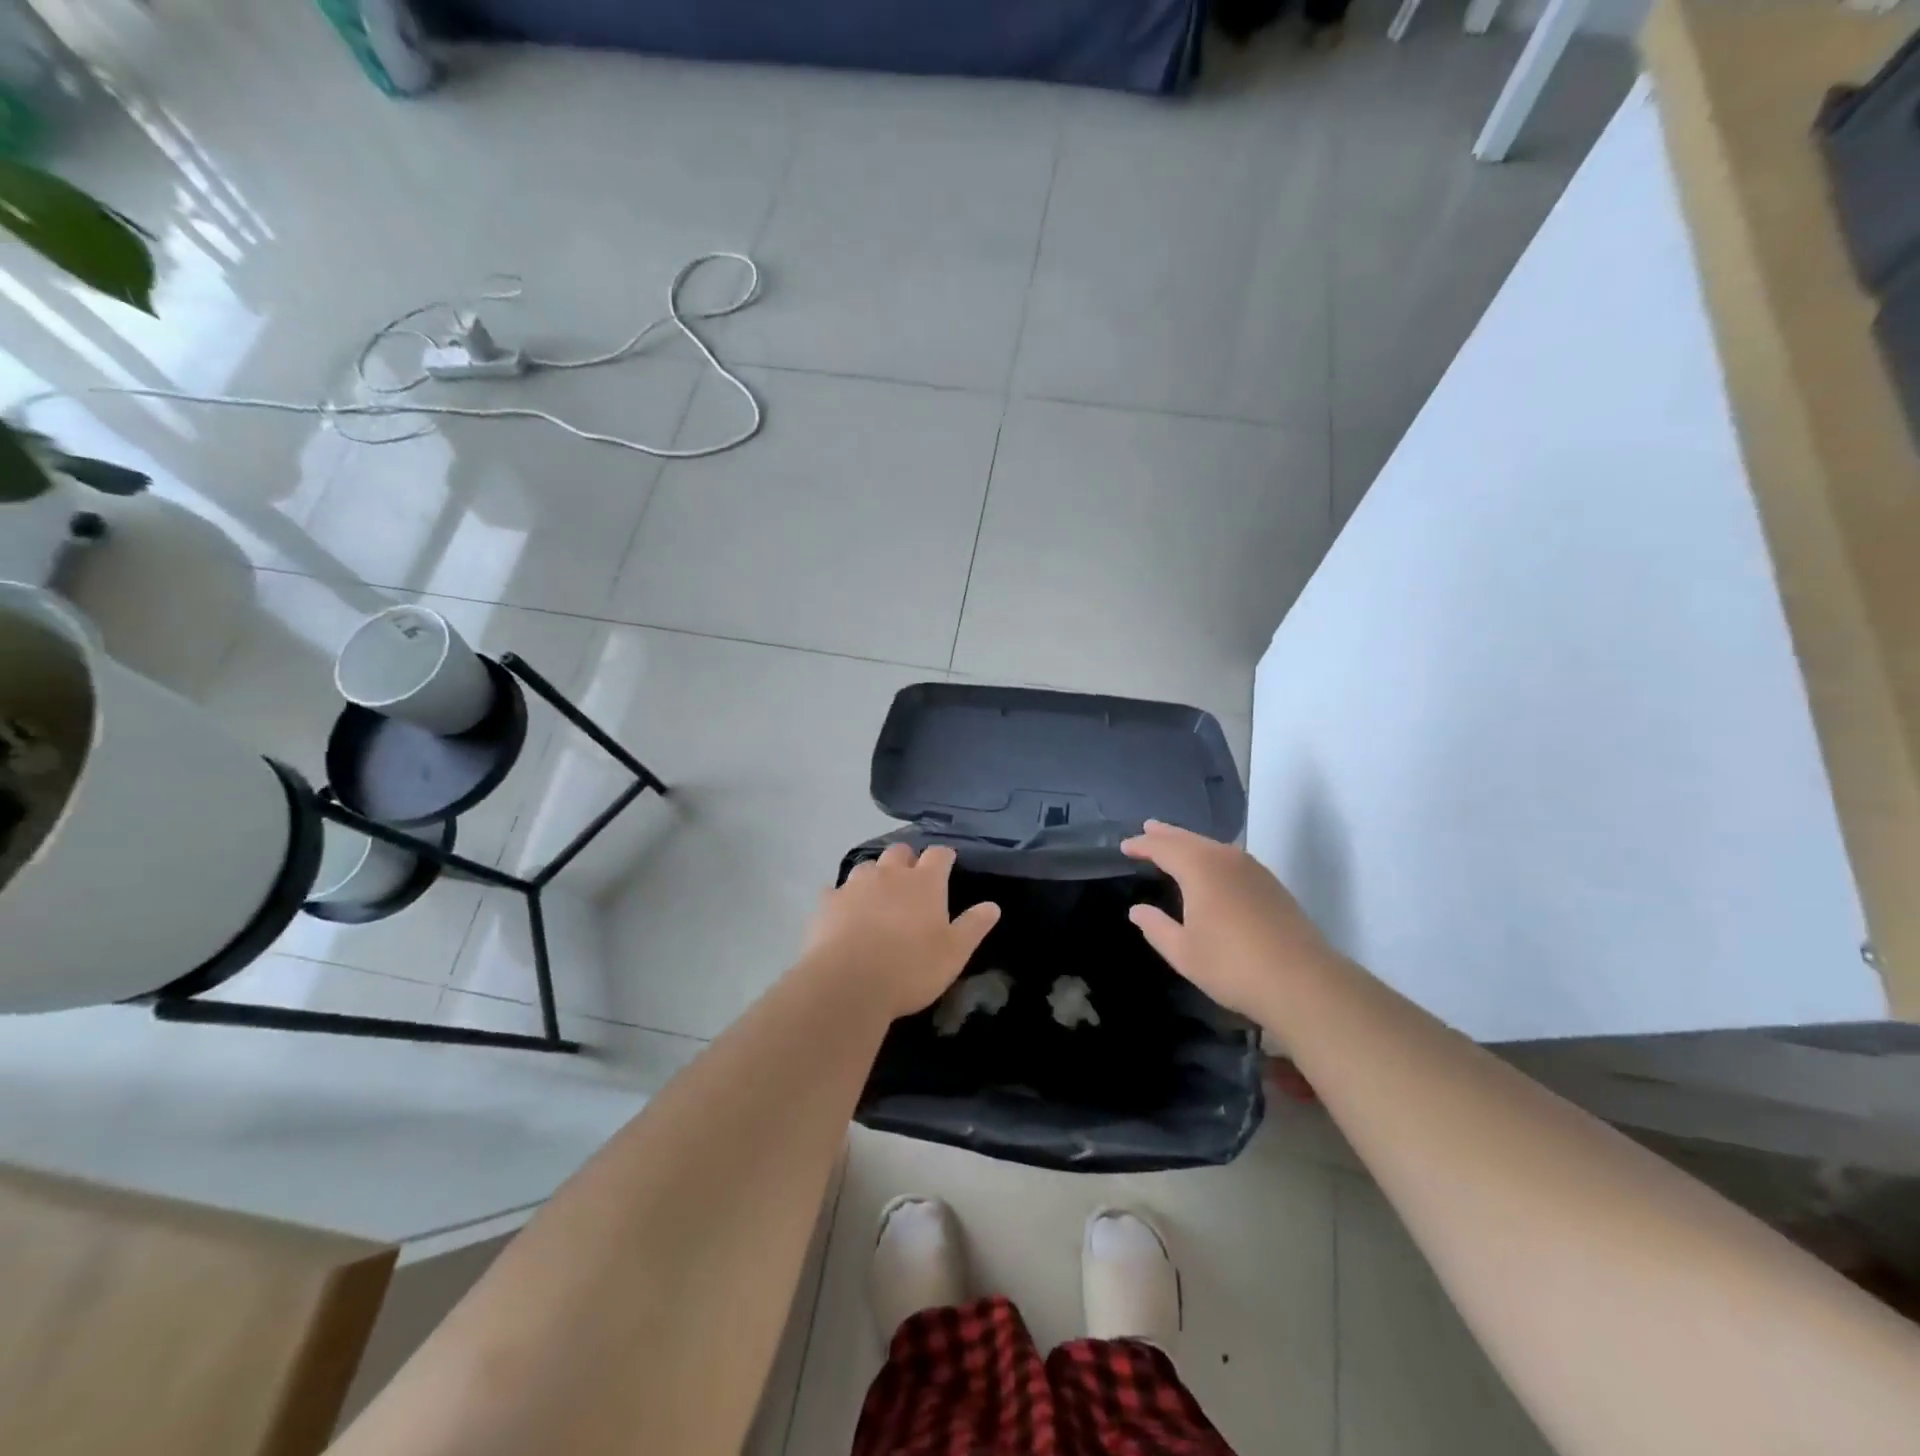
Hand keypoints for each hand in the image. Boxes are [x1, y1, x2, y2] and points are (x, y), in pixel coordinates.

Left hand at [803, 842, 1000, 1020]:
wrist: (849, 983)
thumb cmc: (911, 968)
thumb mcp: (954, 953)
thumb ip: (973, 926)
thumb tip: (992, 905)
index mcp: (924, 882)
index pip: (939, 854)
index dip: (944, 857)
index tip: (948, 864)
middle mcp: (890, 874)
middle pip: (899, 851)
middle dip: (907, 859)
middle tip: (911, 879)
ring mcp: (855, 885)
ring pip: (867, 866)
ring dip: (875, 875)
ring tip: (877, 895)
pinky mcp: (827, 902)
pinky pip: (835, 890)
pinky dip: (842, 897)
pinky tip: (843, 912)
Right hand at [1121, 820, 1334, 1025]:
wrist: (1301, 981)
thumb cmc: (1232, 965)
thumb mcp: (1183, 951)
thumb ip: (1156, 927)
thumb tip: (1137, 910)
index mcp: (1199, 868)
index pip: (1163, 848)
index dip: (1142, 845)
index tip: (1125, 846)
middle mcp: (1226, 859)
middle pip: (1190, 839)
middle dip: (1166, 834)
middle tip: (1148, 827)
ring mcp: (1253, 869)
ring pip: (1213, 846)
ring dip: (1190, 842)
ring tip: (1175, 843)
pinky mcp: (1271, 884)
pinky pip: (1230, 858)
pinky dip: (1211, 855)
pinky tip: (1211, 868)